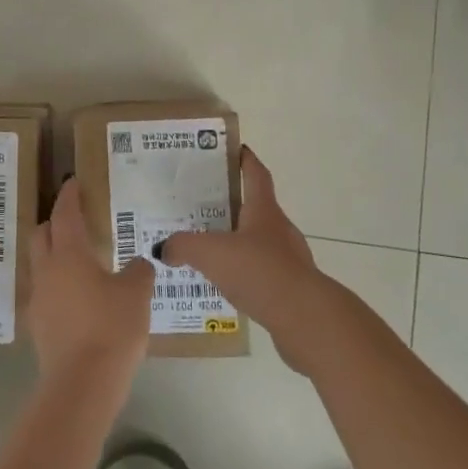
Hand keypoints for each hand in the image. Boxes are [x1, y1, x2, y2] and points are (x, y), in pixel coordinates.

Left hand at [27, 177, 153, 394]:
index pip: (65, 213)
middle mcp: (48, 270)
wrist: (82, 386)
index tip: (74, 183)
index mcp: (69, 253)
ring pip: (41, 264)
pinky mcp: (39, 327)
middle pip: (42, 235)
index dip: (70, 196)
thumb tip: (139, 263)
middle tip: (75, 220)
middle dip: (55, 222)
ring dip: (55, 255)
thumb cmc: (111, 328)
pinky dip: (59, 286)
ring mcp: (39, 300)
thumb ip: (139, 271)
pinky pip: (46, 293)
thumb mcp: (137, 294)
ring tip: (80, 261)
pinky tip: (79, 298)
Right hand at [157, 149, 332, 371]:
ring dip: (238, 243)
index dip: (246, 160)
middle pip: (256, 208)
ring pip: (259, 243)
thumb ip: (183, 246)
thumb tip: (163, 248)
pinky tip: (227, 286)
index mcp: (264, 210)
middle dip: (233, 205)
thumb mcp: (211, 253)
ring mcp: (289, 259)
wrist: (304, 319)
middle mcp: (279, 229)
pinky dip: (246, 274)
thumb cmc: (258, 271)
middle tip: (203, 206)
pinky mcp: (291, 288)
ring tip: (209, 251)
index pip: (256, 174)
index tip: (235, 149)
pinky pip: (263, 273)